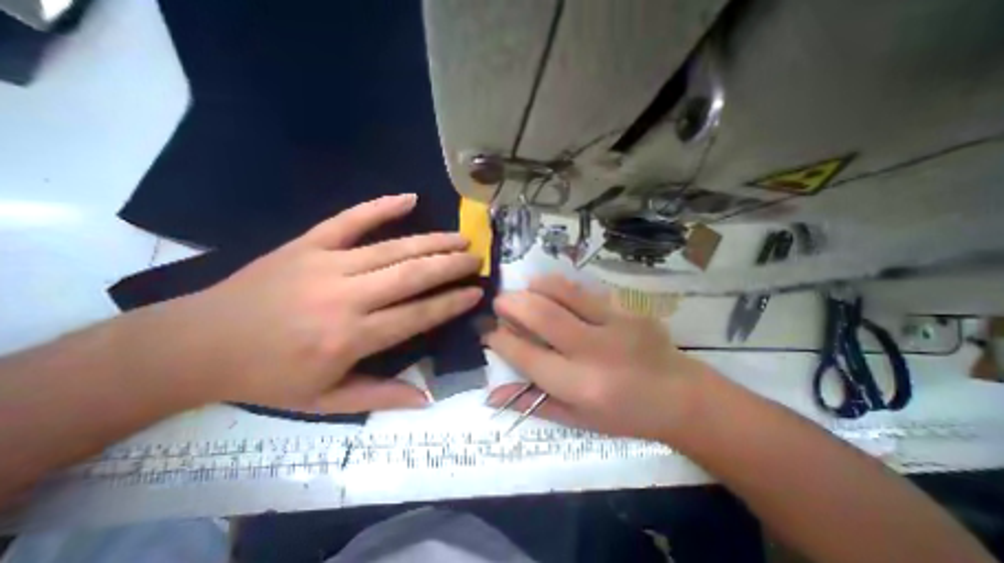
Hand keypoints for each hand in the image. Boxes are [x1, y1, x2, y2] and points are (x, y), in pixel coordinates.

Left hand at [158, 193, 481, 412]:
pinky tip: (409, 198)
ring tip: (460, 238)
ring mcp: (326, 264)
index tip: (476, 291)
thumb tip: (426, 398)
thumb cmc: (268, 377)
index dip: (451, 302)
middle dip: (451, 266)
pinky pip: (350, 219)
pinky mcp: (307, 243)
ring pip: (393, 248)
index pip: (417, 315)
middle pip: (412, 275)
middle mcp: (345, 297)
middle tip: (476, 259)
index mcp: (349, 338)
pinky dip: (381, 206)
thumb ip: (380, 396)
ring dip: (432, 241)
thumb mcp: (325, 401)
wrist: (196, 344)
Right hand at [484, 274, 713, 441]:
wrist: (680, 396)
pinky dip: (559, 286)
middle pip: (542, 316)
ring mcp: (614, 325)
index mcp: (579, 386)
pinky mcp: (627, 310)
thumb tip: (491, 394)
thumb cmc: (624, 415)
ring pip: (563, 293)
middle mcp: (593, 352)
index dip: (500, 339)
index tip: (488, 330)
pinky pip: (584, 290)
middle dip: (512, 304)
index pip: (527, 356)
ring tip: (523, 290)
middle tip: (499, 301)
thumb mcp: (576, 420)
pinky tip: (549, 289)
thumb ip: (533, 403)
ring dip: (534, 288)